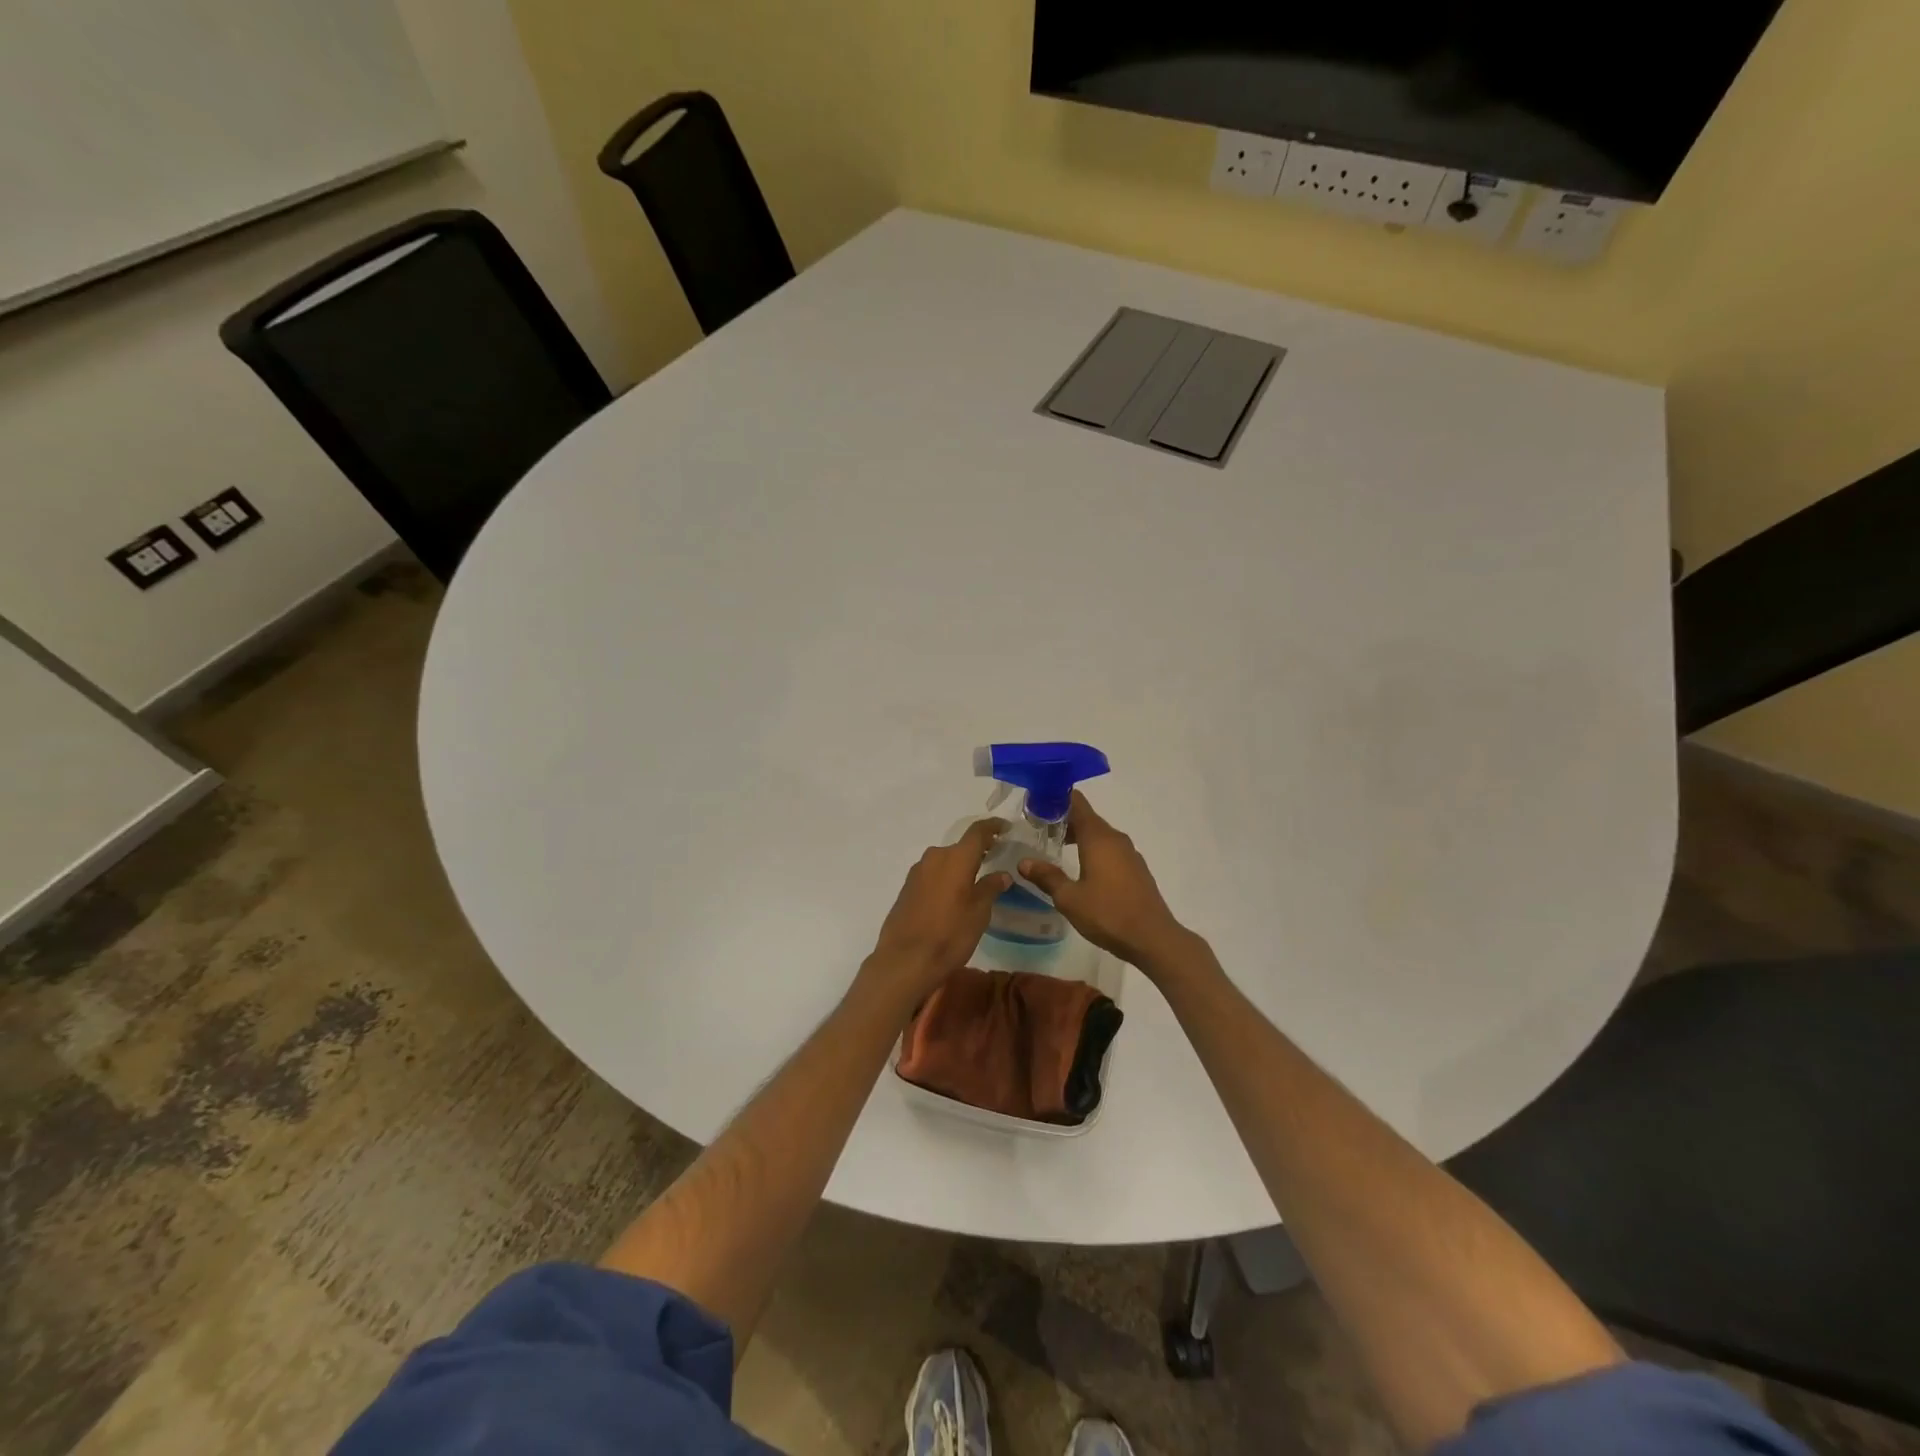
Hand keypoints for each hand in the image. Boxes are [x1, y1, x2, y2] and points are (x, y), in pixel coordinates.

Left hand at [864, 817, 1010, 1001]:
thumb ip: (990, 888)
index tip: (1006, 828)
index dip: (993, 826)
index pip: (978, 832)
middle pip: (960, 847)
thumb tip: (1002, 874)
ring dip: (960, 866)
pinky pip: (932, 874)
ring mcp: (917, 872)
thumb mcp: (979, 913)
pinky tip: (953, 896)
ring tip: (975, 880)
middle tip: (995, 859)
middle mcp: (935, 857)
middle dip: (978, 851)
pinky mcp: (907, 888)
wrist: (905, 960)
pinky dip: (946, 878)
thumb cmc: (950, 935)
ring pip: (945, 861)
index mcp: (956, 858)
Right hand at [1019, 793, 1196, 977]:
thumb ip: (1047, 877)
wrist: (1153, 938)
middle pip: (1087, 818)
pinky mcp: (1136, 869)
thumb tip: (1024, 863)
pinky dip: (1093, 850)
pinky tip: (1081, 868)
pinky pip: (1110, 850)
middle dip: (1063, 820)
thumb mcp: (1069, 898)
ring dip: (1078, 836)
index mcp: (1098, 838)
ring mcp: (1129, 854)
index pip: (1077, 803)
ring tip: (1055, 848)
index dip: (1056, 798)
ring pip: (1099, 835)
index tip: (1037, 804)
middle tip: (1038, 829)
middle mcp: (1115, 839)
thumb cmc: (1108, 913)